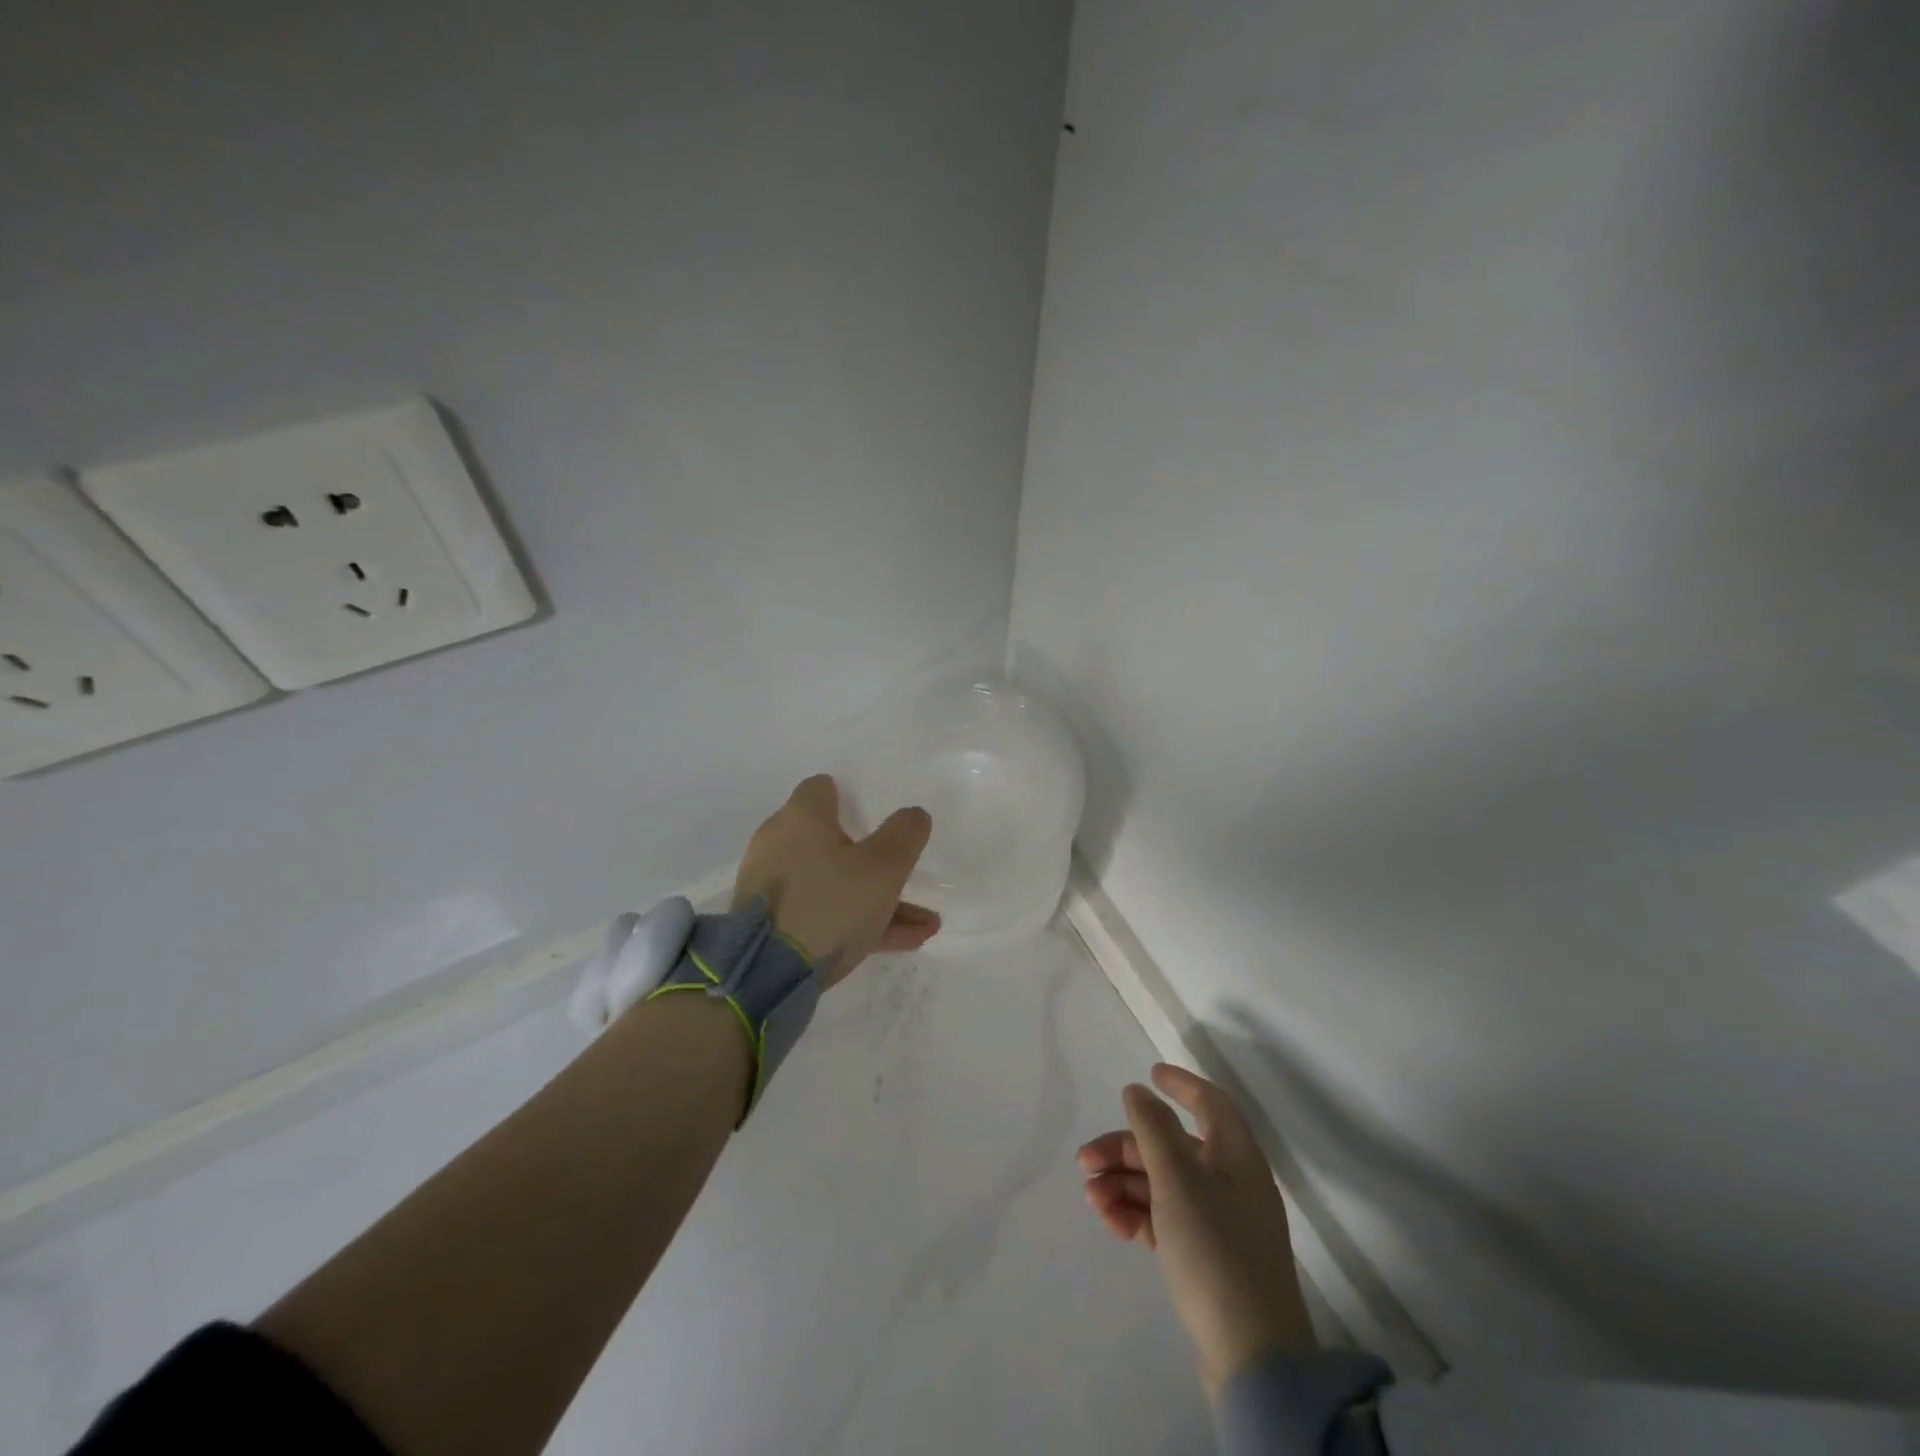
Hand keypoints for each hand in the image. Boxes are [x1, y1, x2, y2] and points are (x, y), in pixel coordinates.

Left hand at [733, 774, 939, 988]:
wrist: (766, 975)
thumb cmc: (830, 904)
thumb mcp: (883, 868)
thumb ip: (905, 834)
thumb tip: (913, 814)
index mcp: (802, 818)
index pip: (823, 788)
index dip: (851, 799)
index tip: (876, 819)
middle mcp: (780, 843)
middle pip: (832, 840)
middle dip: (875, 861)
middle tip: (904, 877)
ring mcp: (772, 885)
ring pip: (834, 883)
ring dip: (875, 899)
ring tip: (921, 926)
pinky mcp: (771, 921)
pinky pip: (821, 912)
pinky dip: (855, 921)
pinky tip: (899, 943)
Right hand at [1078, 1063, 1315, 1398]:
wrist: (1253, 1359)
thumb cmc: (1215, 1250)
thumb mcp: (1178, 1180)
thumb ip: (1153, 1130)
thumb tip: (1137, 1091)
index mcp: (1235, 1156)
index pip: (1210, 1103)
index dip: (1181, 1084)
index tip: (1149, 1073)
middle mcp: (1230, 1181)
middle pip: (1173, 1146)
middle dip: (1127, 1148)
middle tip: (1085, 1161)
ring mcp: (1219, 1221)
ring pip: (1163, 1183)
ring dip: (1124, 1183)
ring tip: (1092, 1199)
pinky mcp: (1206, 1257)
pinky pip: (1165, 1218)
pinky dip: (1137, 1214)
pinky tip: (1110, 1222)